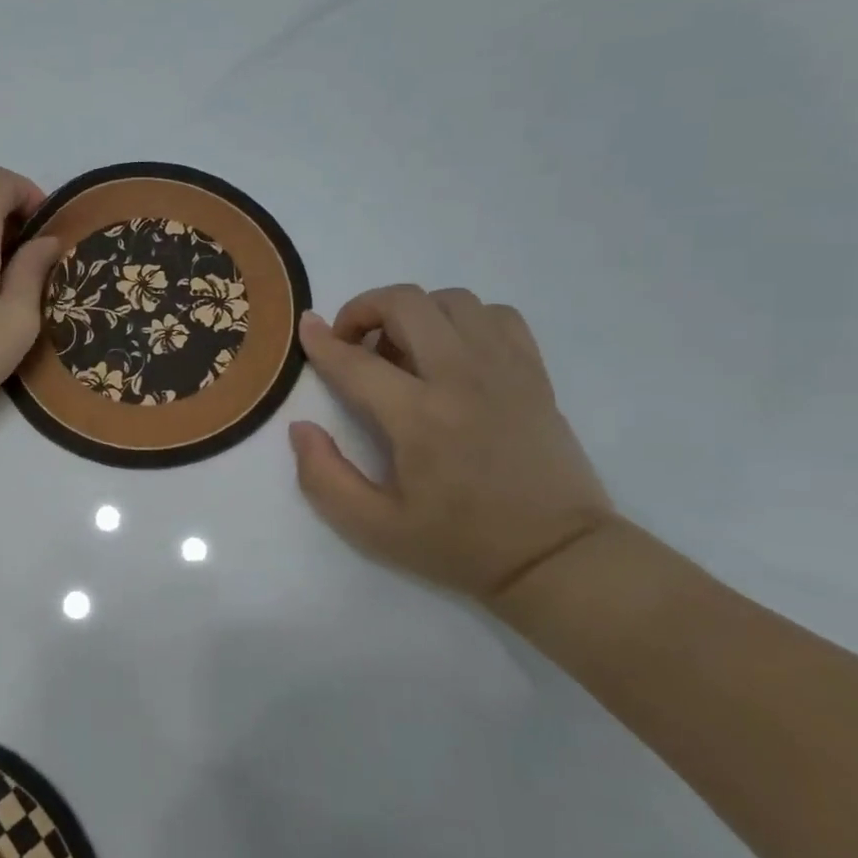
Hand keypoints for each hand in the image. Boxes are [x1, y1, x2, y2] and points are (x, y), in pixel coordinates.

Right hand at [289, 285, 613, 598]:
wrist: (556, 557)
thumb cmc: (460, 544)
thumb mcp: (374, 528)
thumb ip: (324, 477)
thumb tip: (301, 428)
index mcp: (418, 417)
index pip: (355, 361)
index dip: (321, 341)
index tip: (305, 326)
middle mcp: (461, 378)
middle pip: (407, 303)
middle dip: (365, 309)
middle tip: (353, 342)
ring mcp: (504, 370)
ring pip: (452, 300)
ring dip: (415, 313)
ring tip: (403, 350)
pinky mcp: (534, 374)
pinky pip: (497, 316)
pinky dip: (465, 320)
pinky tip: (454, 352)